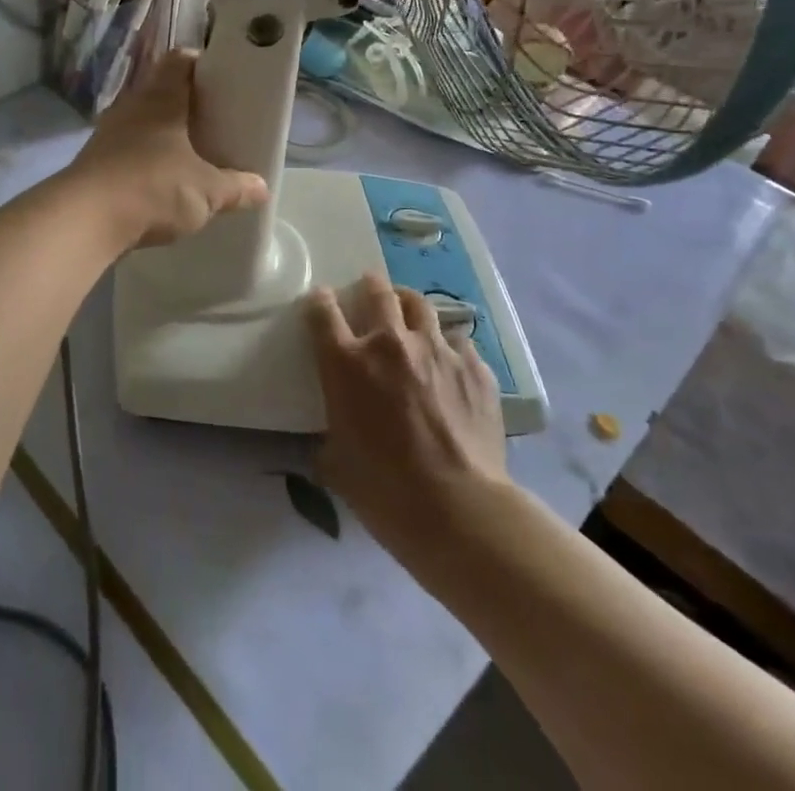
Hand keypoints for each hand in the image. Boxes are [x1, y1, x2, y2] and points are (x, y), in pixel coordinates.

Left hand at [67, 50, 269, 250]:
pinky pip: (126, 148)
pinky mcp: (94, 160)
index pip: (180, 60)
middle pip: (160, 90)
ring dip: (162, 133)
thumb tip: (262, 188)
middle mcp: (132, 106)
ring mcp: (108, 132)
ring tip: (189, 153)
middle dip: (186, 103)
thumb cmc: (153, 188)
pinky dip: (143, 158)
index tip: (222, 80)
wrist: (84, 219)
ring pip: (141, 120)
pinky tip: (158, 180)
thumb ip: (236, 187)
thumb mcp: (206, 191)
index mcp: (161, 98)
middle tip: (212, 121)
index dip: (201, 64)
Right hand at [308, 276, 509, 566]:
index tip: (322, 301)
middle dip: (370, 286)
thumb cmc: (384, 490)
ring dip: (409, 305)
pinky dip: (449, 347)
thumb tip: (328, 441)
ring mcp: (436, 350)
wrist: (458, 508)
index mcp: (346, 362)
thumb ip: (328, 437)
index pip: (323, 312)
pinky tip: (451, 364)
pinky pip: (459, 342)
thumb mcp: (335, 463)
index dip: (320, 301)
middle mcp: (389, 343)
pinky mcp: (474, 367)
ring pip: (420, 305)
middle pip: (377, 292)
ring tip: (409, 311)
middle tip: (370, 289)